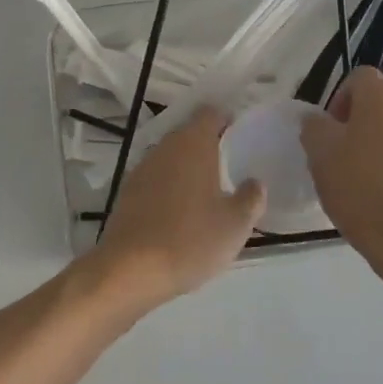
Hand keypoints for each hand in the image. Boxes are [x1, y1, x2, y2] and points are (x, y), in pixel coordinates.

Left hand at [92, 108, 264, 306]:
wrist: (130, 270)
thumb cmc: (191, 240)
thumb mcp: (235, 224)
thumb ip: (251, 198)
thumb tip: (255, 182)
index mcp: (193, 144)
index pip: (210, 113)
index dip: (226, 120)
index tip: (240, 136)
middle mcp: (165, 147)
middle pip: (189, 133)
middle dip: (208, 145)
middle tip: (230, 165)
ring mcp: (142, 169)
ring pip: (171, 157)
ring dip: (188, 167)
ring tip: (208, 191)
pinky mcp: (127, 192)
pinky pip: (156, 179)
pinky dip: (170, 187)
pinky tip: (180, 211)